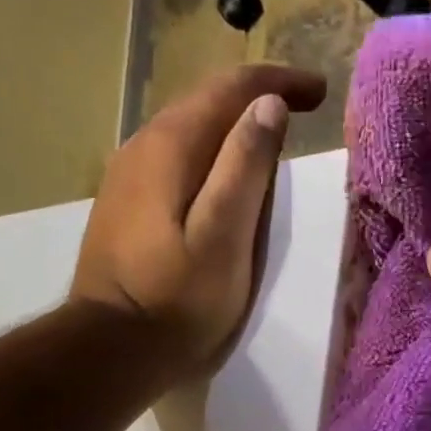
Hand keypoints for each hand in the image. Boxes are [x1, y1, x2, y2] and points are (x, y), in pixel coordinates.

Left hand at [70, 64, 326, 375]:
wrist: (111, 347)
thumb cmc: (177, 299)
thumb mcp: (224, 236)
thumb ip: (245, 168)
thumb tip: (268, 106)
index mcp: (171, 146)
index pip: (230, 89)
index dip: (277, 83)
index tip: (319, 92)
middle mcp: (141, 146)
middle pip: (205, 102)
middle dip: (256, 98)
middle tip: (302, 108)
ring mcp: (126, 176)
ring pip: (187, 131)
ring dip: (231, 127)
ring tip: (269, 139)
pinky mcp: (123, 205)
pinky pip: (173, 160)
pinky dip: (207, 155)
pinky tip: (221, 177)